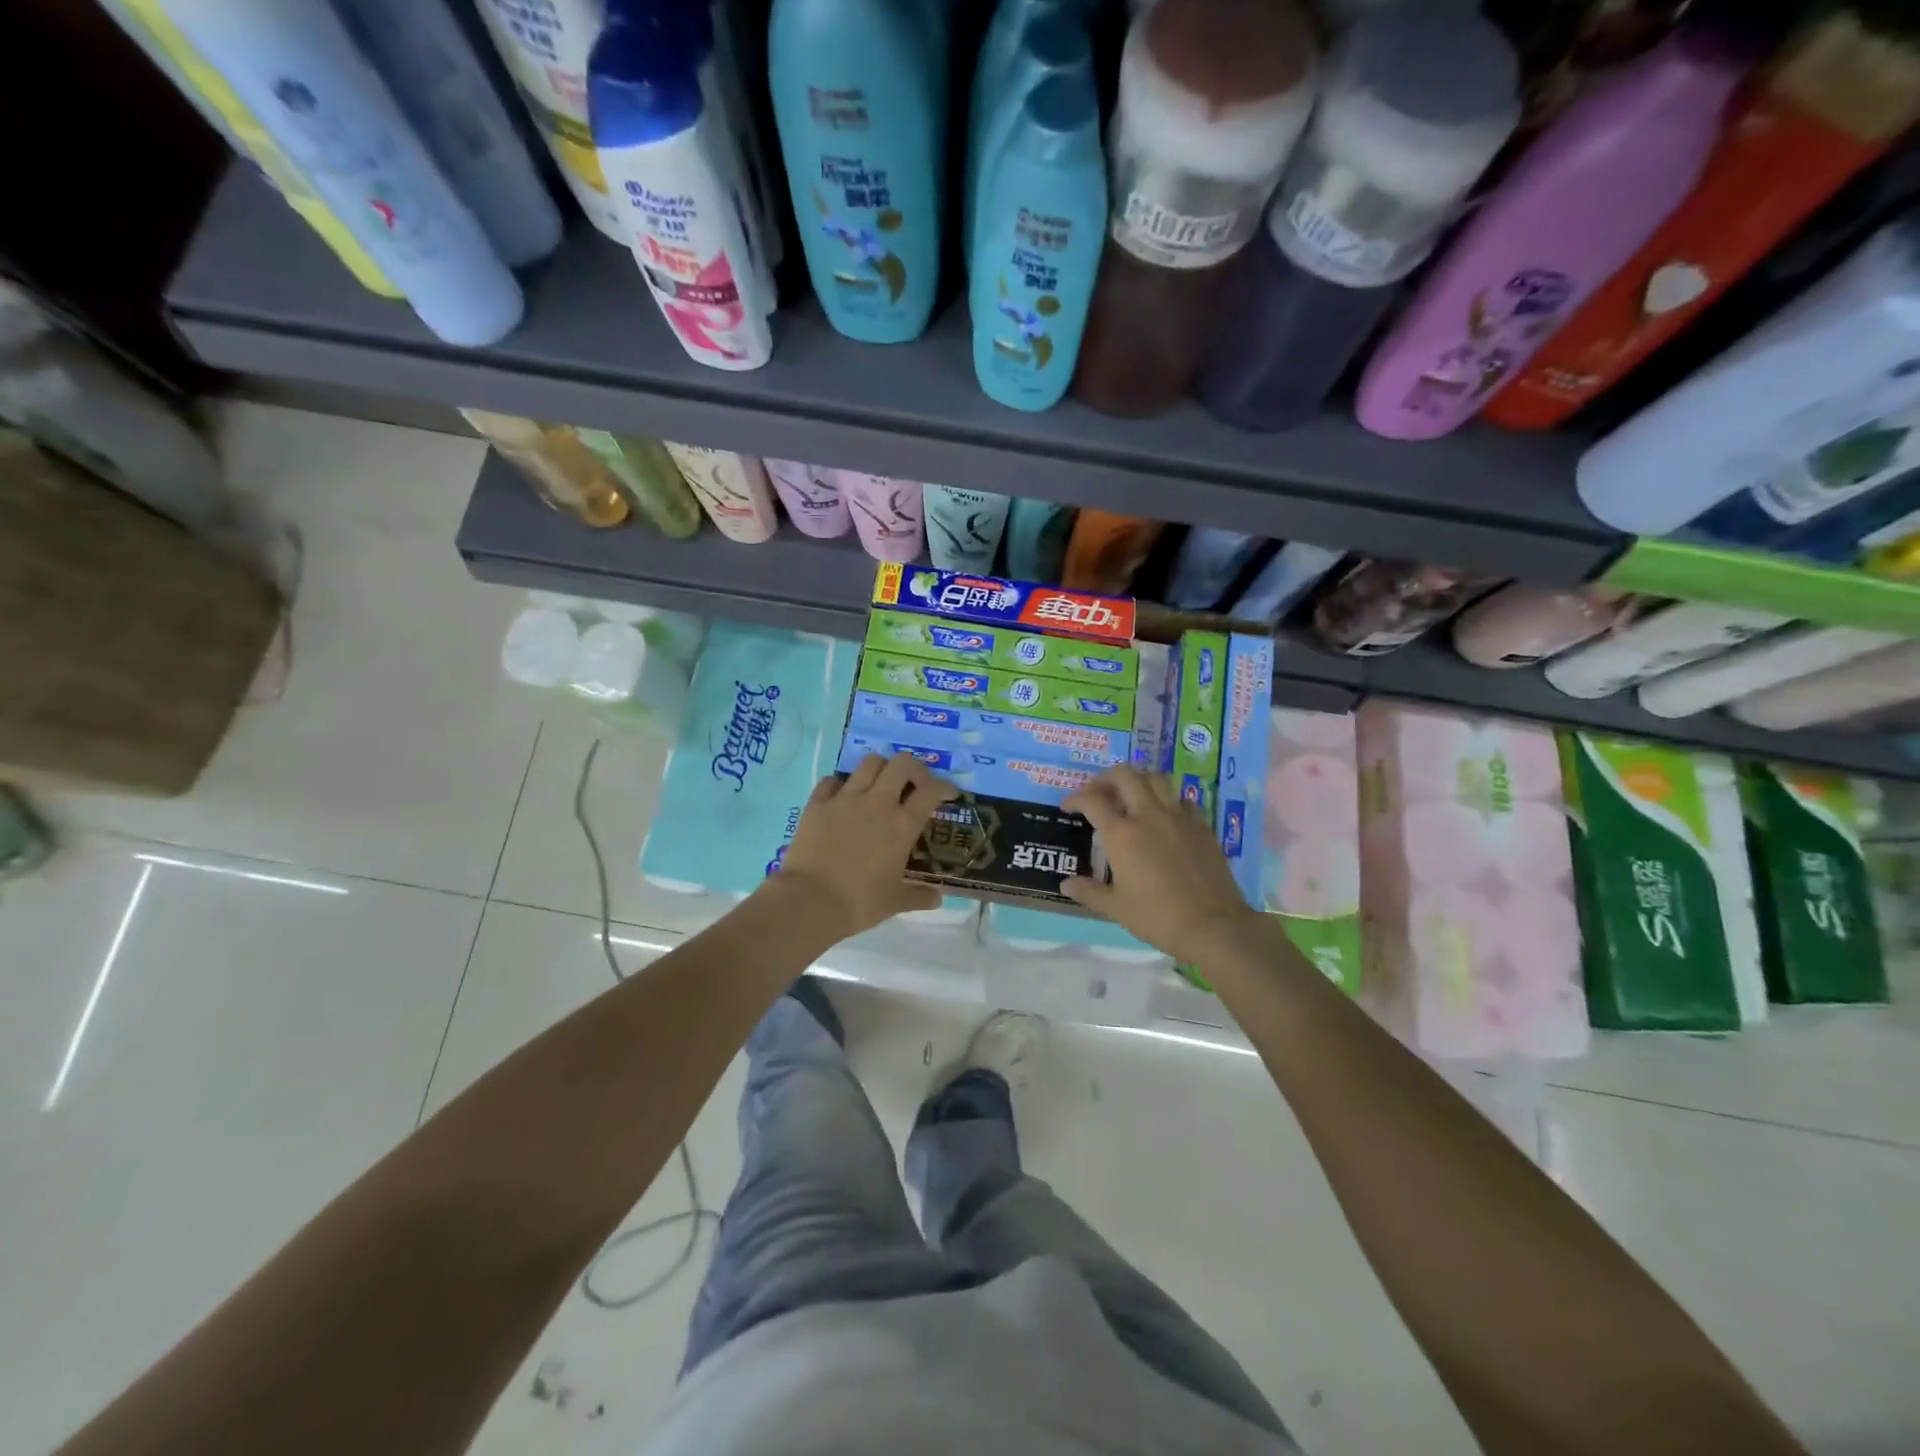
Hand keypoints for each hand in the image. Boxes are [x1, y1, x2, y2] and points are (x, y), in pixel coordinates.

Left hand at [772, 753, 958, 941]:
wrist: (810, 901)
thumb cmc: (859, 902)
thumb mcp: (895, 902)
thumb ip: (919, 896)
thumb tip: (938, 899)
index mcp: (902, 825)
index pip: (931, 791)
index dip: (945, 787)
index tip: (949, 793)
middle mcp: (877, 802)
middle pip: (902, 763)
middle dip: (914, 769)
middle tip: (914, 785)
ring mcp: (845, 799)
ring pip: (869, 763)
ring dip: (881, 769)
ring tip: (881, 785)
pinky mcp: (818, 803)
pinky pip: (833, 780)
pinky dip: (842, 784)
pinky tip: (843, 797)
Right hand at [1061, 767, 1259, 963]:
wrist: (1214, 925)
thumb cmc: (1158, 917)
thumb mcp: (1117, 908)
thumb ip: (1089, 892)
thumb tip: (1067, 884)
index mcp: (1122, 834)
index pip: (1092, 801)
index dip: (1075, 798)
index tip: (1068, 807)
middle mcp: (1148, 815)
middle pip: (1125, 775)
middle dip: (1105, 778)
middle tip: (1098, 793)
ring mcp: (1178, 817)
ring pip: (1156, 779)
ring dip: (1138, 781)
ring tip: (1130, 797)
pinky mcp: (1201, 825)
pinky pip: (1181, 799)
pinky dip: (1166, 799)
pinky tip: (1164, 816)